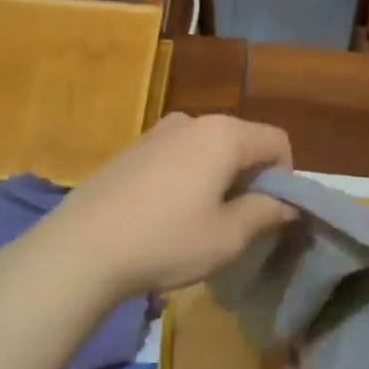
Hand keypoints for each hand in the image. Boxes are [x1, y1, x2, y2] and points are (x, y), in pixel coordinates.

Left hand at [41, 112, 295, 295]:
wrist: (81, 248)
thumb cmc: (166, 241)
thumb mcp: (228, 236)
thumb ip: (266, 213)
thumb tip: (287, 204)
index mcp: (223, 134)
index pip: (276, 141)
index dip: (285, 178)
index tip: (271, 214)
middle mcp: (192, 121)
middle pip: (242, 141)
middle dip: (252, 177)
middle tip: (241, 221)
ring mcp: (157, 132)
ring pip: (208, 149)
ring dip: (219, 178)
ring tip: (203, 220)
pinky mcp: (132, 149)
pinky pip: (178, 156)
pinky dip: (189, 177)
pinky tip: (169, 214)